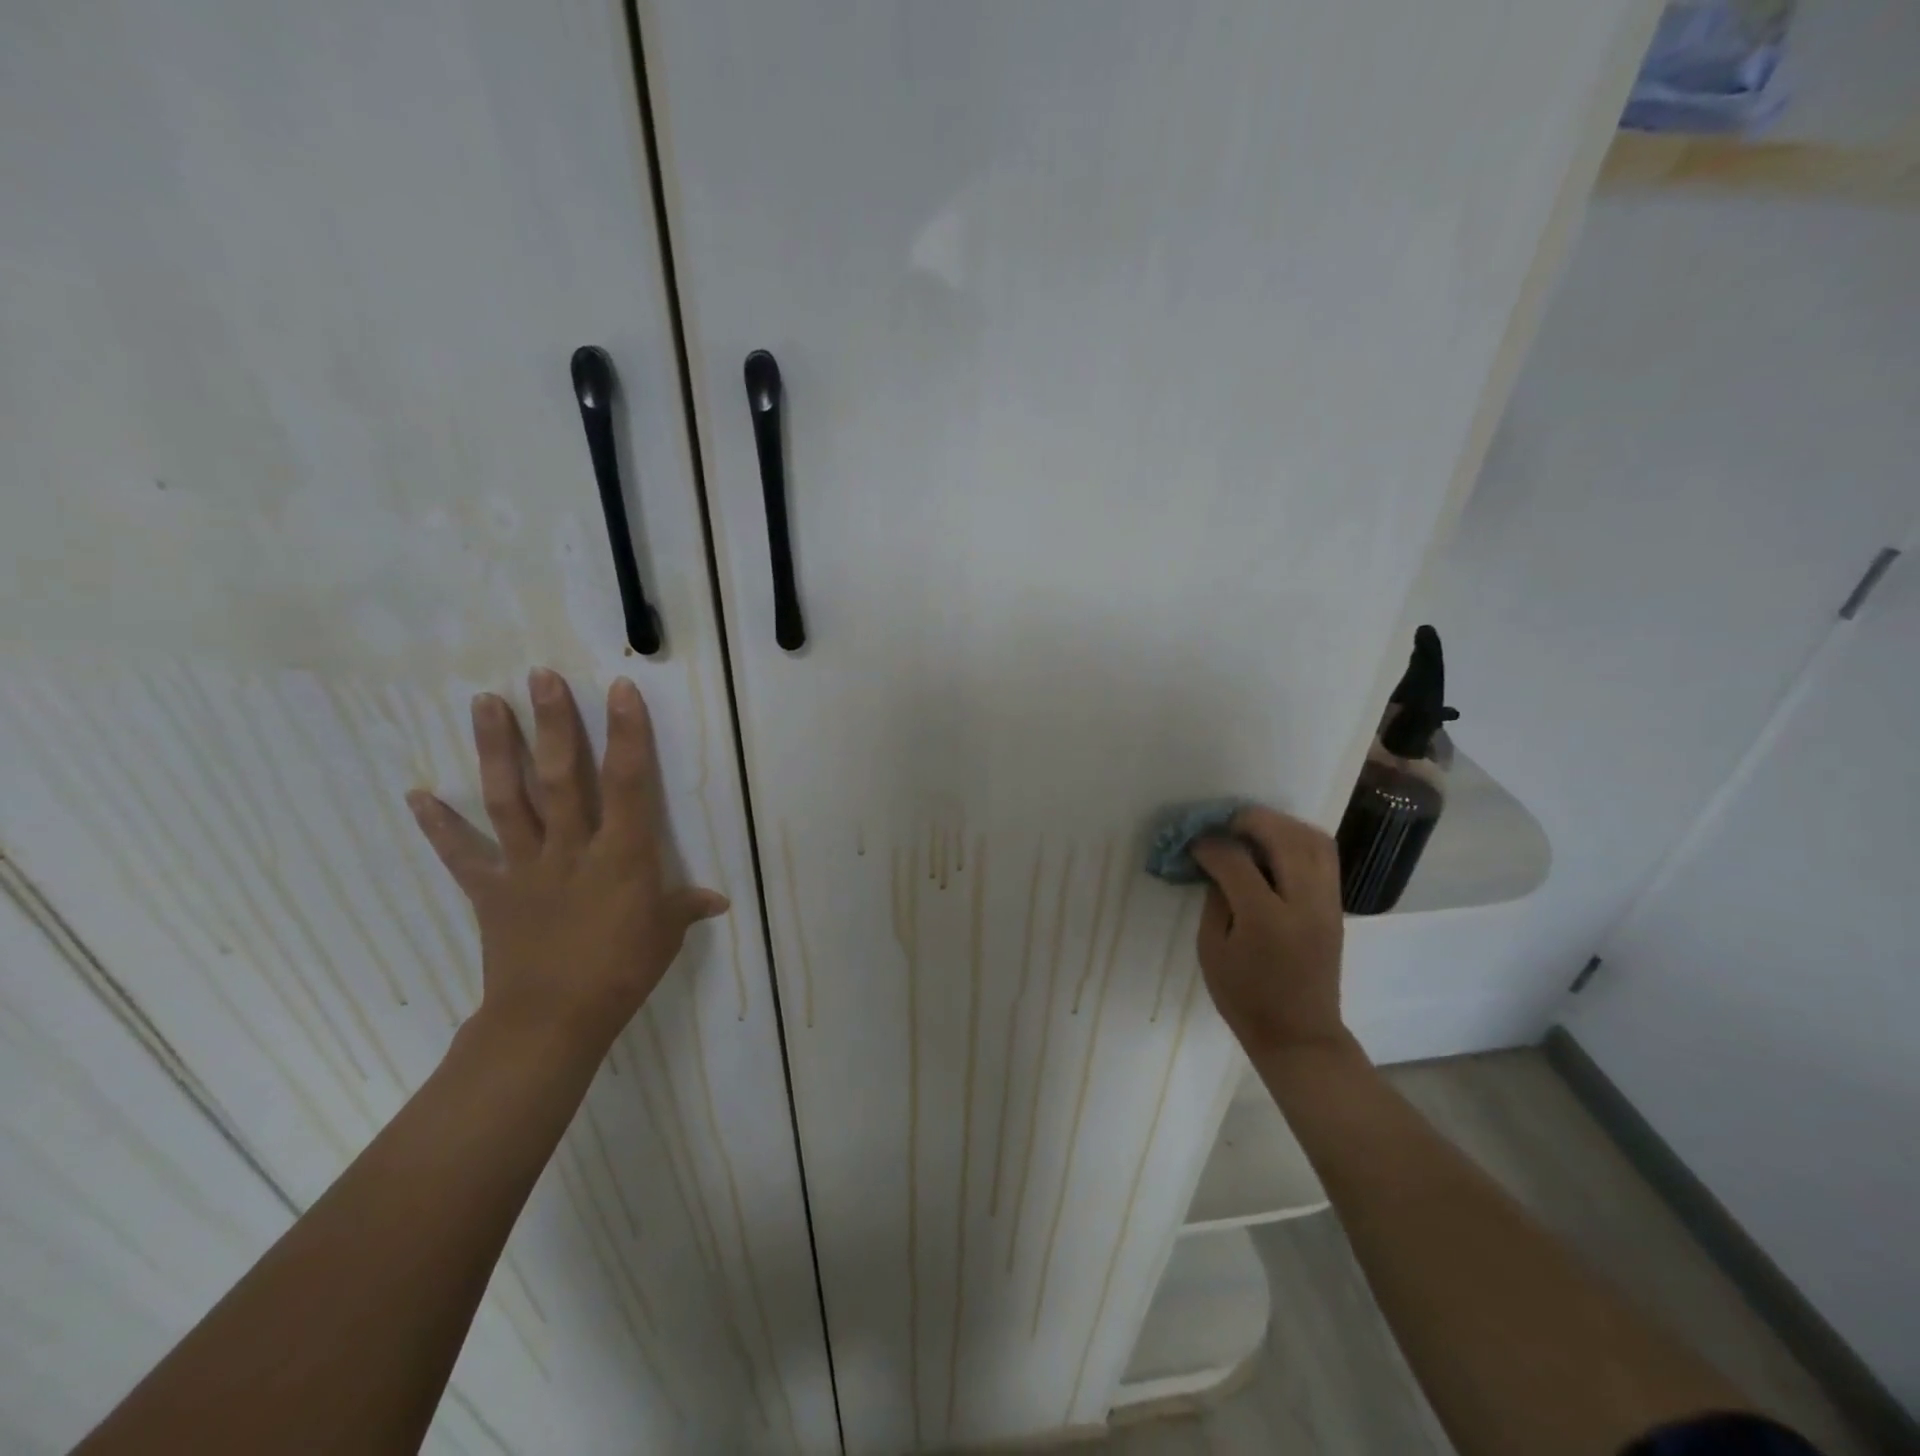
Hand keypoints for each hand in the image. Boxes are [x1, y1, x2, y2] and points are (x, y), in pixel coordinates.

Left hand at [406, 668, 727, 1053]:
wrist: (552, 1021)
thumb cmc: (621, 971)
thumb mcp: (666, 934)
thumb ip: (687, 906)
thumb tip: (718, 900)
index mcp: (621, 854)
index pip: (627, 782)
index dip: (626, 734)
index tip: (618, 689)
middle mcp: (571, 847)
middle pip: (561, 777)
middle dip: (553, 724)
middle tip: (539, 677)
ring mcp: (526, 865)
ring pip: (509, 798)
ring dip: (496, 749)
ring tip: (485, 703)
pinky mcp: (491, 890)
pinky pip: (463, 854)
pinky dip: (439, 825)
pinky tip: (417, 794)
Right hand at [1189, 807, 1346, 1056]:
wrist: (1299, 1035)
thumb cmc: (1245, 998)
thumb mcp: (1211, 950)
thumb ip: (1215, 900)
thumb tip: (1216, 863)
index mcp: (1265, 919)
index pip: (1236, 861)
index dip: (1209, 845)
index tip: (1193, 843)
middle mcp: (1303, 904)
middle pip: (1283, 837)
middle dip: (1250, 820)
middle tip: (1224, 823)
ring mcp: (1327, 904)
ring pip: (1313, 839)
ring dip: (1280, 824)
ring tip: (1251, 829)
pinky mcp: (1336, 907)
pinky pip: (1324, 856)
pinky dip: (1298, 839)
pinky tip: (1273, 846)